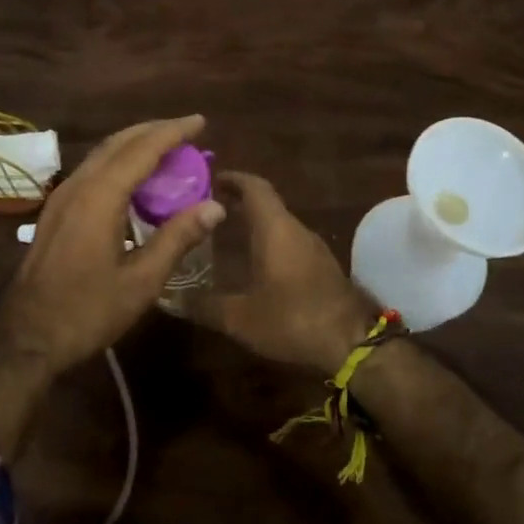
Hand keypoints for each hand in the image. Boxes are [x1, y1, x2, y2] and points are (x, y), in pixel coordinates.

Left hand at [0, 114, 223, 369]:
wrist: (25, 336)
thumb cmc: (87, 311)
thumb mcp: (141, 281)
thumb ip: (177, 238)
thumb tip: (215, 206)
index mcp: (100, 196)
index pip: (142, 149)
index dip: (173, 132)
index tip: (200, 121)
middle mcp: (79, 185)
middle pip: (119, 142)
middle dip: (154, 130)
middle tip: (187, 131)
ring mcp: (62, 197)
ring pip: (102, 154)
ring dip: (135, 144)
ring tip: (166, 148)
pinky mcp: (55, 211)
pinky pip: (92, 170)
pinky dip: (119, 162)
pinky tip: (134, 180)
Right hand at [195, 172, 378, 373]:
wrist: (352, 344)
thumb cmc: (292, 318)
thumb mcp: (240, 317)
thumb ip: (205, 305)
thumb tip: (171, 298)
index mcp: (275, 229)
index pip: (254, 187)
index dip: (233, 179)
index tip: (210, 179)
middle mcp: (295, 229)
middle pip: (267, 203)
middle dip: (238, 201)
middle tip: (208, 208)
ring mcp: (312, 247)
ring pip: (279, 223)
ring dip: (255, 222)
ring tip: (225, 233)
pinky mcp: (322, 266)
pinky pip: (289, 241)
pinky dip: (269, 241)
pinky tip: (253, 262)